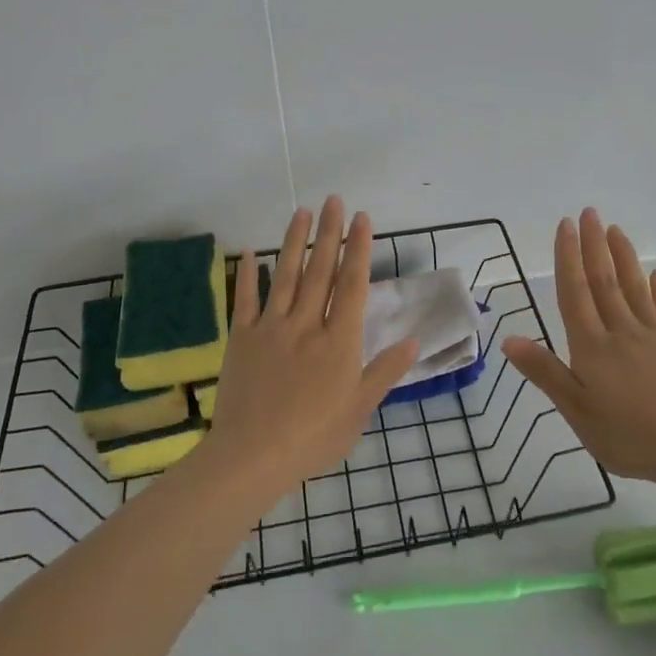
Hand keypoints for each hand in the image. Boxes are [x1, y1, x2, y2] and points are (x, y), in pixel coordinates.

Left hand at [204, 197, 418, 494]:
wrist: (252, 456)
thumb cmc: (313, 437)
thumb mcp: (359, 410)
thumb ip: (385, 372)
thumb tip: (414, 341)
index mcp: (339, 341)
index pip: (353, 285)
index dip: (359, 249)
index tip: (362, 218)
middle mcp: (307, 324)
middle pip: (321, 270)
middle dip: (330, 233)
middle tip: (334, 200)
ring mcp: (271, 328)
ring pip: (285, 275)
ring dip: (294, 241)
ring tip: (302, 211)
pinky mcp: (241, 338)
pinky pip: (244, 299)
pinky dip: (247, 274)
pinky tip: (249, 251)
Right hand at [503, 208, 655, 492]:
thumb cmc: (630, 437)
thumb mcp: (577, 412)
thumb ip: (545, 373)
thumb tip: (508, 339)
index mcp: (592, 347)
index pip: (574, 293)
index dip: (567, 258)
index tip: (565, 226)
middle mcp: (621, 332)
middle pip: (604, 281)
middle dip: (594, 245)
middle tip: (588, 212)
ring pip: (635, 288)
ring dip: (624, 257)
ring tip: (615, 230)